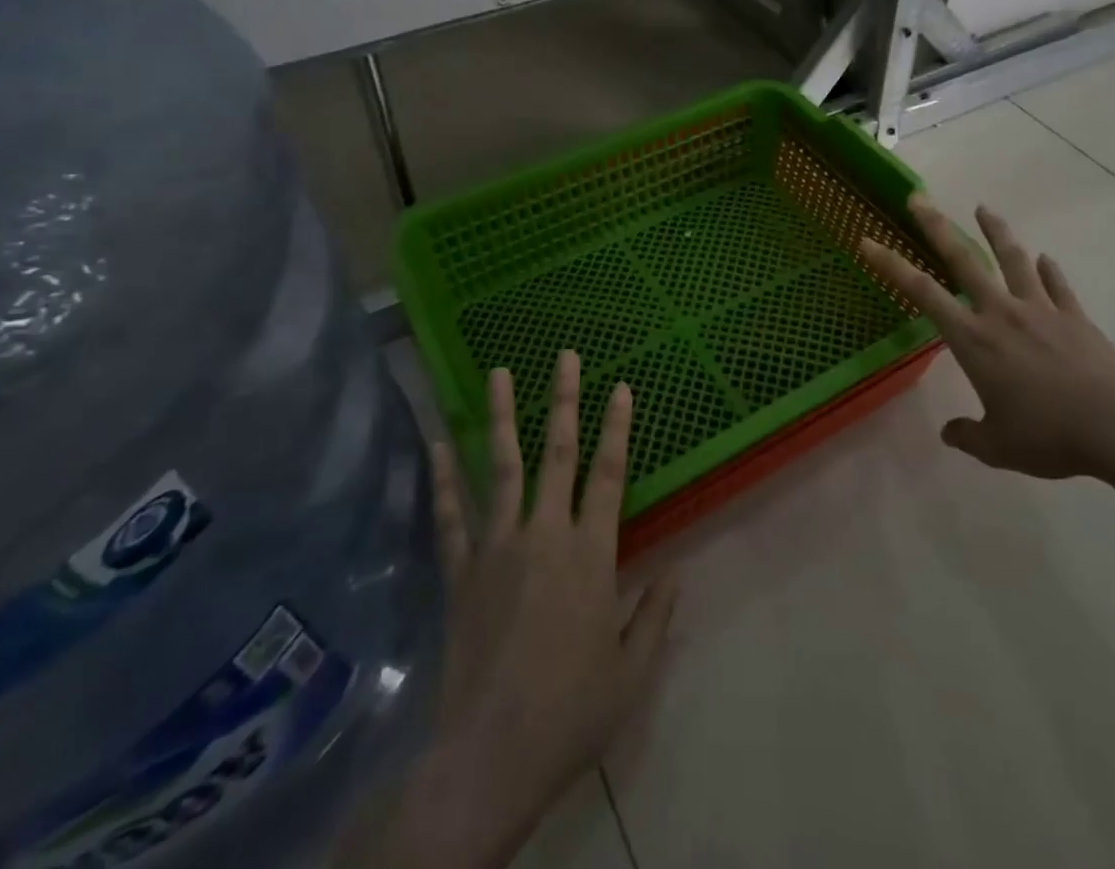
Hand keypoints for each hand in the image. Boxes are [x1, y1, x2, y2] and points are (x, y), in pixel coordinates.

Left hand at [352, 352, 677, 868]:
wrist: (489, 758)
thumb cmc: (570, 714)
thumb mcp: (630, 672)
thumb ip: (655, 616)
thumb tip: (677, 572)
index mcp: (590, 554)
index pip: (610, 474)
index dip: (617, 426)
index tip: (621, 385)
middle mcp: (544, 534)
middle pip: (557, 454)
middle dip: (564, 400)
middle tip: (565, 356)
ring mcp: (496, 548)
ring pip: (501, 467)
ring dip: (502, 417)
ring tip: (500, 372)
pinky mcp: (460, 572)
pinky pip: (450, 516)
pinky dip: (443, 478)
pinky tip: (438, 443)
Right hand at [859, 196, 1114, 478]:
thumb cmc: (1048, 435)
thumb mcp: (998, 446)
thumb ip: (969, 435)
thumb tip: (950, 433)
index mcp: (974, 340)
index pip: (922, 293)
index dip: (891, 265)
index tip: (869, 241)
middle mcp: (1001, 313)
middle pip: (963, 260)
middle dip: (937, 227)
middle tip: (919, 198)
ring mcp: (1041, 310)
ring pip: (1013, 260)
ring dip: (996, 232)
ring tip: (984, 208)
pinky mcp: (1075, 317)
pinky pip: (1058, 287)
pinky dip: (1049, 271)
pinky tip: (1046, 259)